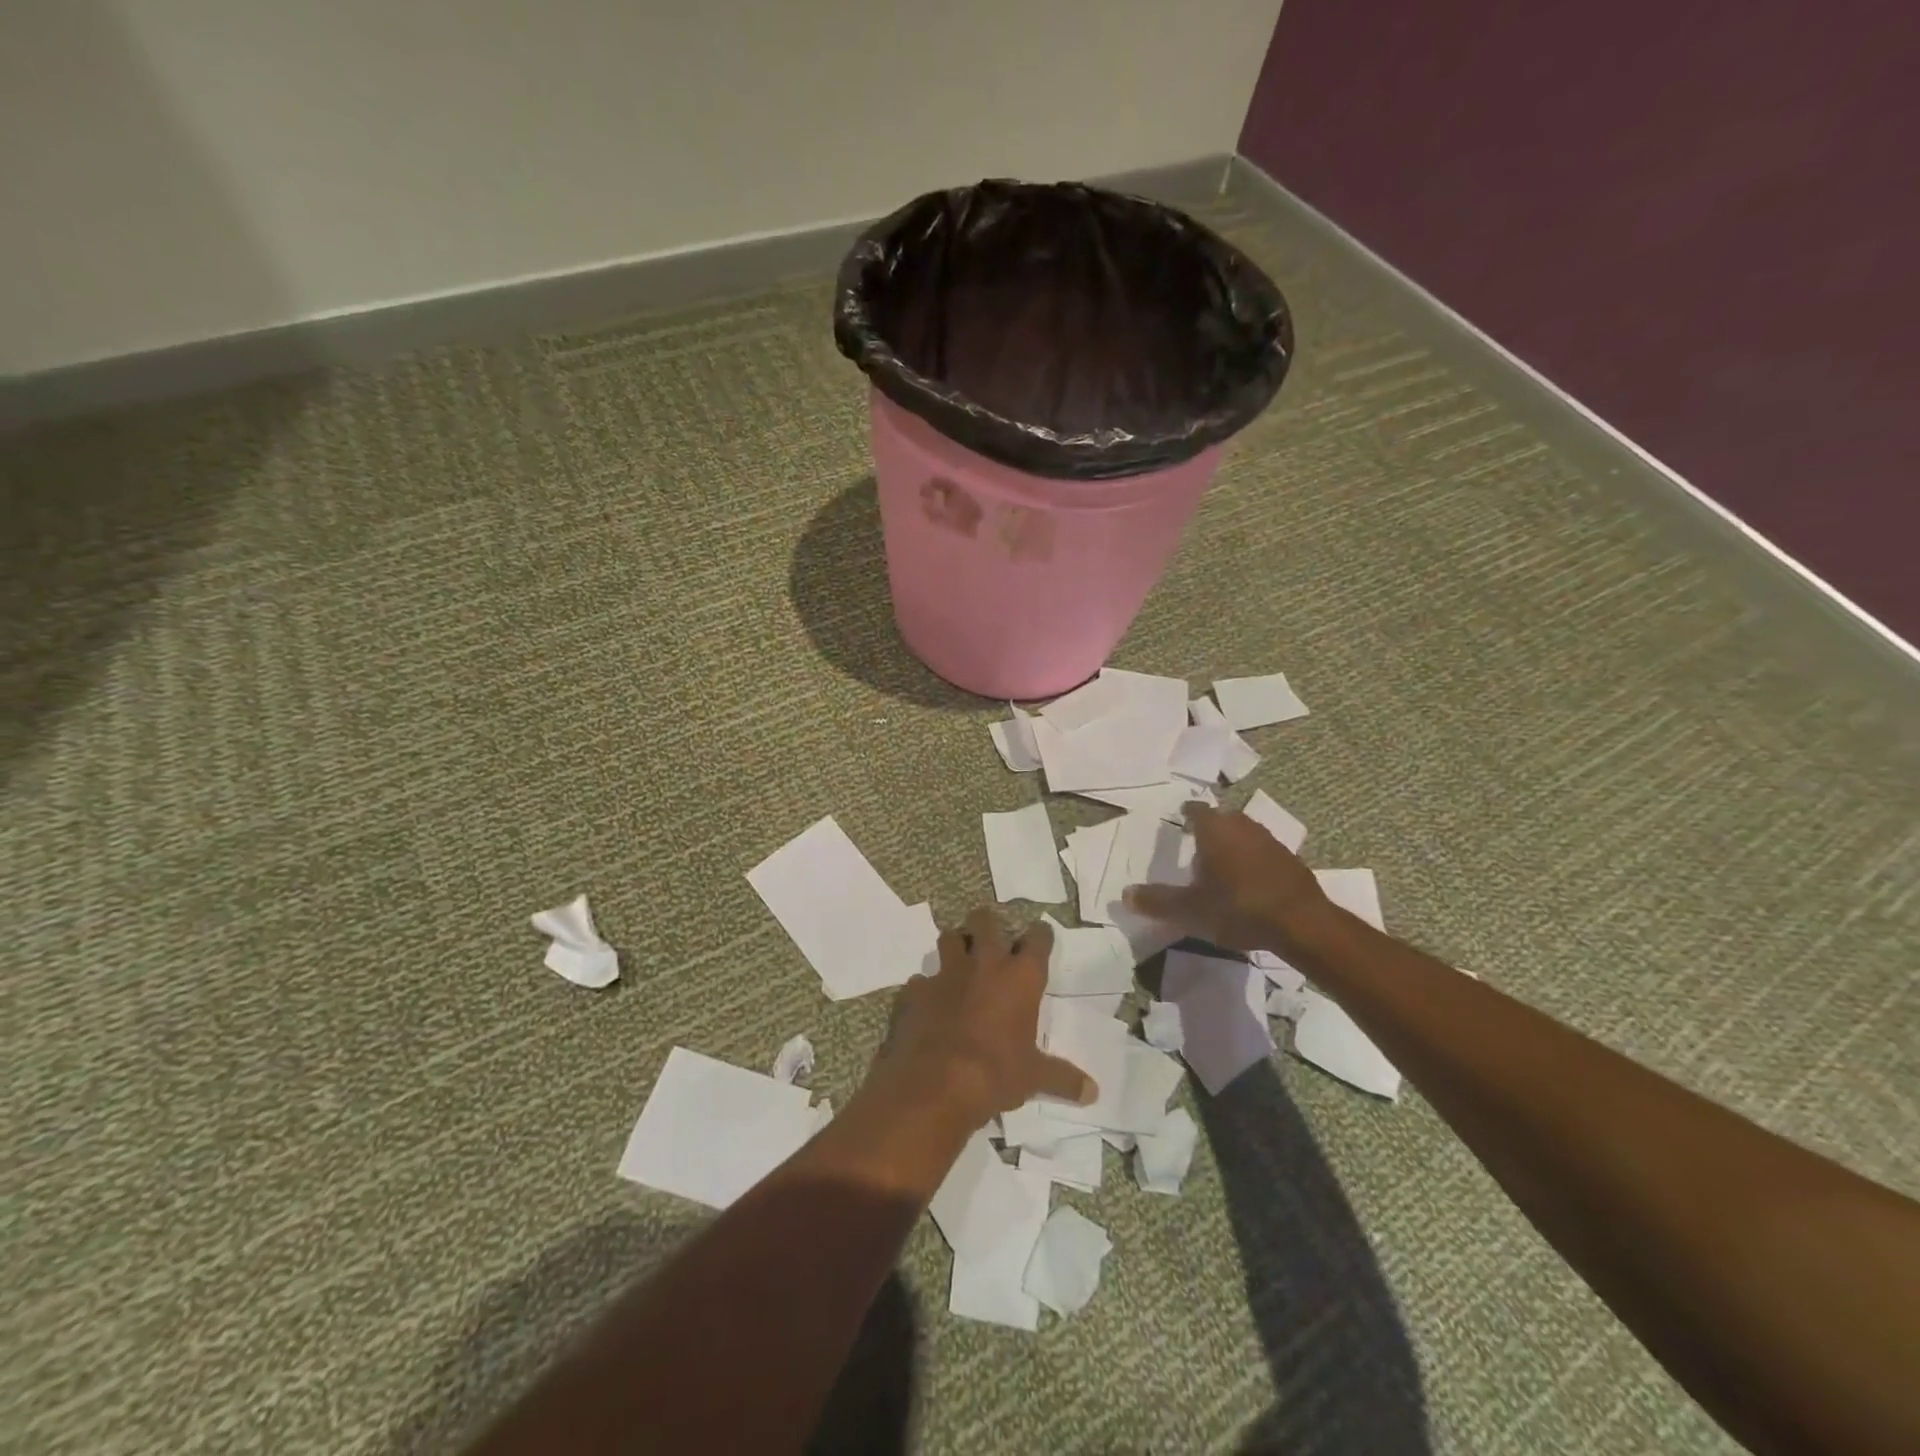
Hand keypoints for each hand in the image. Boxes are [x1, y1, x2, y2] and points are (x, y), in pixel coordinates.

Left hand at [872, 909, 1095, 1130]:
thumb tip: (1093, 1092)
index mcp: (1020, 977)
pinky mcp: (917, 990)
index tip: (1041, 935)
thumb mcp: (1034, 1077)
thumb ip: (1063, 1078)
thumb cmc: (996, 1073)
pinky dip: (926, 987)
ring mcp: (947, 973)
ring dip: (955, 944)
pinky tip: (928, 1002)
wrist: (936, 1083)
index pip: (1037, 939)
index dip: (1040, 935)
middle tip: (990, 935)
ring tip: (959, 960)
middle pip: (985, 921)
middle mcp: (984, 964)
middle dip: (988, 923)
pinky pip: (921, 979)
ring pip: (949, 938)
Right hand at [1125, 802, 1332, 952]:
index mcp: (1215, 830)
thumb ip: (1157, 900)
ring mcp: (1270, 841)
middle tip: (1197, 842)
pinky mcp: (1290, 860)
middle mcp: (1242, 826)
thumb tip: (1125, 894)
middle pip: (1222, 818)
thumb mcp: (1190, 910)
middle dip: (1210, 827)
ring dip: (1233, 843)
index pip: (1196, 810)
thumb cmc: (1238, 908)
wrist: (1302, 924)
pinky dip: (1253, 859)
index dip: (1186, 813)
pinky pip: (1264, 851)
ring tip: (1222, 862)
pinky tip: (1250, 880)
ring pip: (1245, 833)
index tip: (1179, 817)